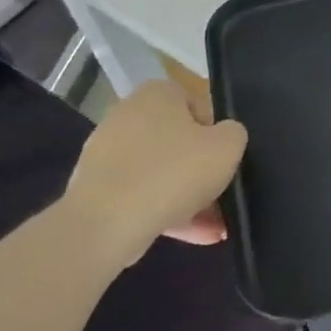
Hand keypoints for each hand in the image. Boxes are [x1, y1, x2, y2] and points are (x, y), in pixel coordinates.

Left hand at [63, 80, 248, 265]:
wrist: (107, 223)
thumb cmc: (174, 172)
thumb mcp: (228, 146)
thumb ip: (234, 134)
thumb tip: (224, 137)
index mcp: (157, 94)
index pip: (196, 105)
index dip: (216, 134)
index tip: (224, 160)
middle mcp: (127, 115)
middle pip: (178, 143)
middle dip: (201, 172)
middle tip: (222, 197)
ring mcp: (107, 153)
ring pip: (161, 174)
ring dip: (189, 198)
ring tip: (215, 228)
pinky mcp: (97, 189)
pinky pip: (141, 196)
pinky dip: (166, 212)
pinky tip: (194, 236)